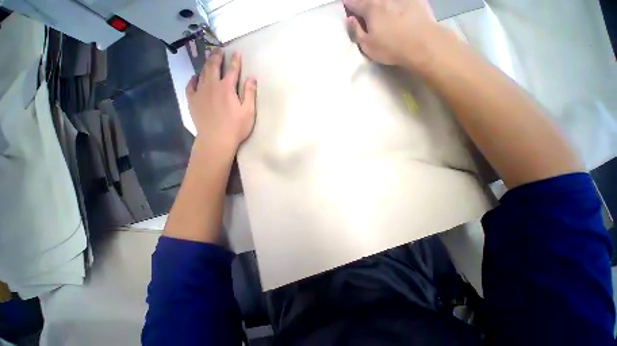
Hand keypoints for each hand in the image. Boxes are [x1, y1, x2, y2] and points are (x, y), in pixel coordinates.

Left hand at [186, 49, 256, 155]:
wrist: (216, 140)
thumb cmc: (236, 127)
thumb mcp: (249, 112)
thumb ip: (250, 94)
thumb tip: (252, 78)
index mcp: (227, 88)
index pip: (232, 70)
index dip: (235, 61)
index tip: (236, 52)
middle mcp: (212, 86)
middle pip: (213, 67)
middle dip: (217, 56)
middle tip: (218, 49)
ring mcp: (200, 92)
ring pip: (202, 73)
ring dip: (206, 64)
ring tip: (208, 58)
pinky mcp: (192, 100)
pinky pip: (190, 85)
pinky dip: (193, 78)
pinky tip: (195, 77)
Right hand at [344, 0, 438, 68]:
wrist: (421, 42)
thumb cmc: (390, 47)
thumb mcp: (367, 45)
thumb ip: (356, 32)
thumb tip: (349, 19)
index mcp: (370, 9)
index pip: (354, 3)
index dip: (348, 4)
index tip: (345, 5)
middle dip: (364, 3)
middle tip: (363, 8)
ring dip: (379, 3)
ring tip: (378, 9)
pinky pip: (400, 1)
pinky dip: (395, 4)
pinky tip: (396, 10)